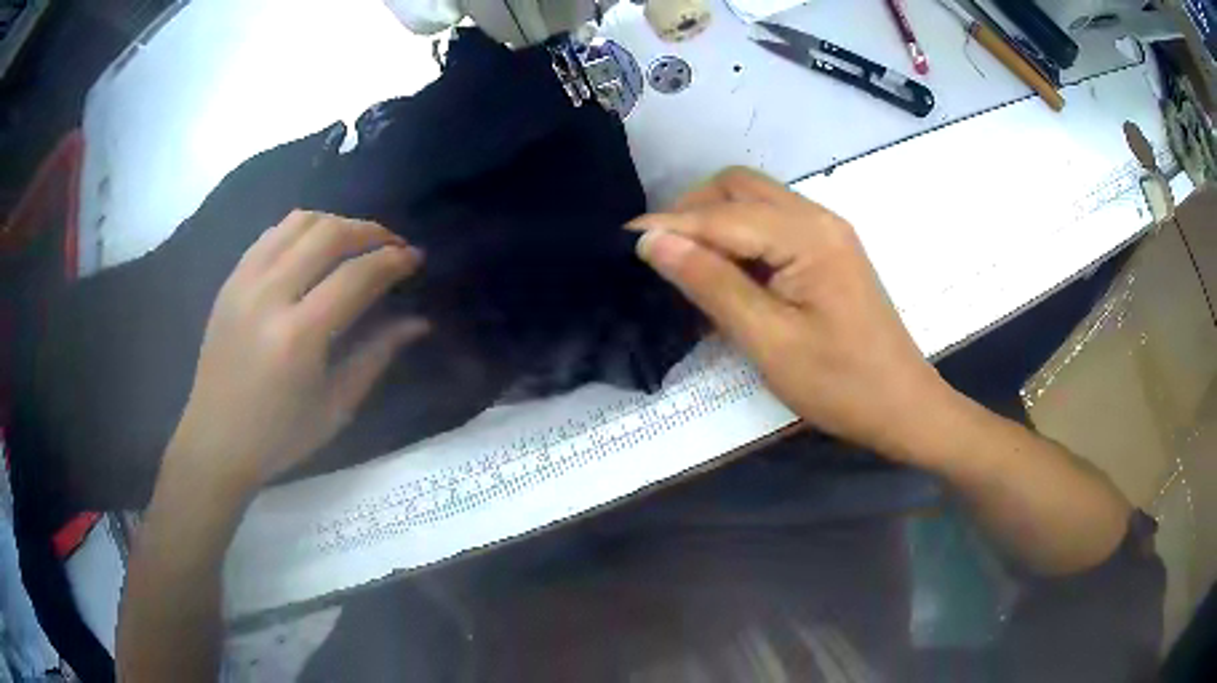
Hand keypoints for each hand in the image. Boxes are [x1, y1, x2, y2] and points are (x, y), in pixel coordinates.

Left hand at [167, 211, 427, 495]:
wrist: (215, 441)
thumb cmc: (280, 436)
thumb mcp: (336, 406)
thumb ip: (377, 355)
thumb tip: (418, 321)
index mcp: (298, 337)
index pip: (356, 276)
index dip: (393, 260)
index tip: (415, 258)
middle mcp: (269, 296)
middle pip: (329, 234)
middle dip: (370, 231)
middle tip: (393, 244)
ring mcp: (244, 282)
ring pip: (299, 222)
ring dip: (337, 223)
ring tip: (356, 242)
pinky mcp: (231, 280)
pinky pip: (272, 234)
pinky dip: (302, 229)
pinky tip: (315, 248)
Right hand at [629, 167, 947, 456]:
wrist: (902, 406)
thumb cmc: (840, 384)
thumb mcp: (769, 340)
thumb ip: (711, 284)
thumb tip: (652, 241)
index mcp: (808, 236)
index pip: (722, 215)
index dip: (670, 224)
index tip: (621, 241)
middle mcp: (818, 218)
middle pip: (739, 188)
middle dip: (693, 211)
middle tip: (661, 256)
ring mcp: (826, 233)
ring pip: (754, 204)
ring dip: (715, 225)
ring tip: (686, 269)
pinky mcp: (827, 252)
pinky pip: (772, 228)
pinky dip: (739, 242)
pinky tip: (724, 279)